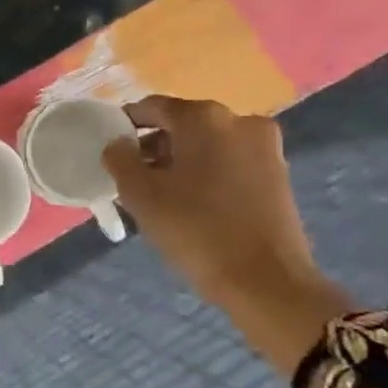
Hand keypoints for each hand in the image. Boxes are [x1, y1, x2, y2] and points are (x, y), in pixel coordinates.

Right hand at [103, 96, 350, 373]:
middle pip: (182, 124)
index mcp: (203, 117)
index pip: (152, 107)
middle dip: (153, 146)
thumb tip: (118, 144)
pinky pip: (228, 161)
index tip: (110, 150)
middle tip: (131, 176)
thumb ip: (119, 158)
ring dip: (179, 160)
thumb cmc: (196, 230)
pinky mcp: (277, 173)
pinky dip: (205, 172)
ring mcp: (264, 146)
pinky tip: (190, 202)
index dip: (125, 125)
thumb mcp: (140, 194)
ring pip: (206, 144)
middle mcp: (239, 120)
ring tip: (158, 193)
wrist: (266, 280)